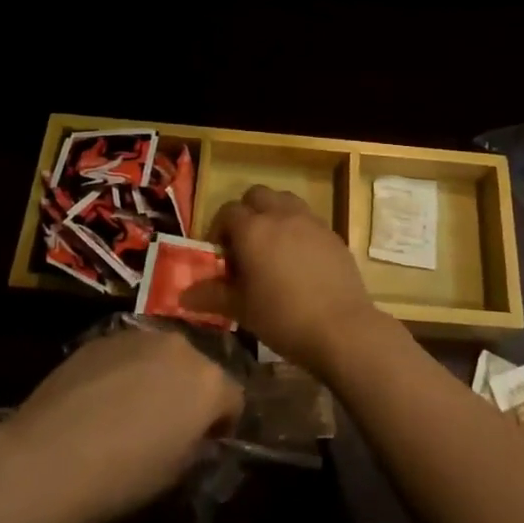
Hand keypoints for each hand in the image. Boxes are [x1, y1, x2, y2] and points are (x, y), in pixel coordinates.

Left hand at [0, 327, 241, 522]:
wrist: (49, 457)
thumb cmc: (122, 475)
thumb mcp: (175, 473)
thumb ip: (196, 445)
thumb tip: (194, 436)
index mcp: (208, 381)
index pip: (233, 398)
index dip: (222, 423)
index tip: (206, 444)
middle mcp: (180, 346)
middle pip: (197, 368)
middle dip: (189, 393)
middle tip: (168, 426)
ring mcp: (140, 335)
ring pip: (162, 356)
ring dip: (157, 377)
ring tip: (130, 410)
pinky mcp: (104, 336)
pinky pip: (128, 353)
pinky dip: (124, 371)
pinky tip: (100, 401)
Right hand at [185, 185, 385, 375]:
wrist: (340, 327)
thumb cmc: (283, 317)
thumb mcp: (241, 309)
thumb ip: (212, 296)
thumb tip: (183, 296)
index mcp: (253, 229)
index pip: (228, 211)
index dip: (219, 229)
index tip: (221, 256)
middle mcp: (281, 215)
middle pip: (257, 195)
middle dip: (246, 212)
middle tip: (244, 245)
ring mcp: (310, 220)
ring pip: (285, 200)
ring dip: (273, 213)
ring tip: (272, 247)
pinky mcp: (331, 232)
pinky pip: (307, 218)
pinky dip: (297, 227)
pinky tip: (299, 259)